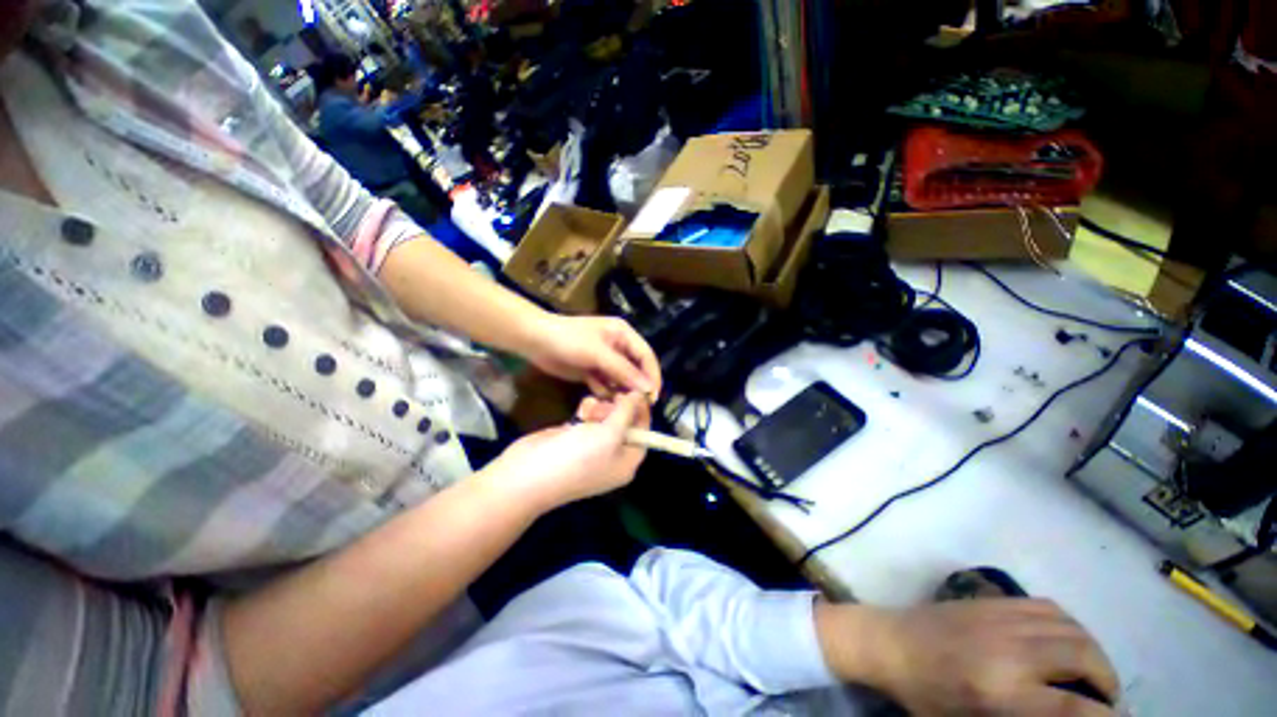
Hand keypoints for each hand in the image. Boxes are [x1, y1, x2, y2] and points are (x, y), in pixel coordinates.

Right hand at [484, 393, 650, 510]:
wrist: (528, 474)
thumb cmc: (577, 457)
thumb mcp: (609, 435)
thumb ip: (626, 413)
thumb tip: (639, 396)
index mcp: (627, 462)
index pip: (645, 432)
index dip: (641, 410)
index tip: (635, 389)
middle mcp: (613, 455)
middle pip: (626, 423)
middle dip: (618, 409)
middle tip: (608, 402)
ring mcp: (593, 447)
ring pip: (607, 418)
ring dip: (601, 408)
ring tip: (590, 409)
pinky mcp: (576, 437)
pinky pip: (590, 418)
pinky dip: (587, 411)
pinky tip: (581, 409)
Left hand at [525, 315, 660, 398]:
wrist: (535, 341)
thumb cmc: (569, 340)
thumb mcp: (598, 353)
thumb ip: (624, 371)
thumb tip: (648, 388)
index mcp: (624, 335)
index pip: (646, 356)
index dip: (652, 376)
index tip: (652, 398)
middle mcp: (618, 347)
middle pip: (635, 370)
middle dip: (635, 387)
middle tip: (635, 407)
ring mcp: (605, 360)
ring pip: (621, 380)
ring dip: (619, 392)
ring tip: (614, 404)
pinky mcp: (593, 371)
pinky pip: (605, 385)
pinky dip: (604, 393)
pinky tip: (598, 397)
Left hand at [820, 599, 1119, 715]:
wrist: (887, 641)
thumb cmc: (924, 695)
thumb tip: (1064, 715)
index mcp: (1000, 690)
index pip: (1075, 707)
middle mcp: (1008, 648)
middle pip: (1084, 655)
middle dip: (1108, 681)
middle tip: (1106, 701)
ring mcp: (999, 617)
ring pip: (1072, 626)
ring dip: (1093, 651)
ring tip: (1092, 674)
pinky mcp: (991, 600)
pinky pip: (1047, 607)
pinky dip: (1070, 625)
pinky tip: (1066, 643)